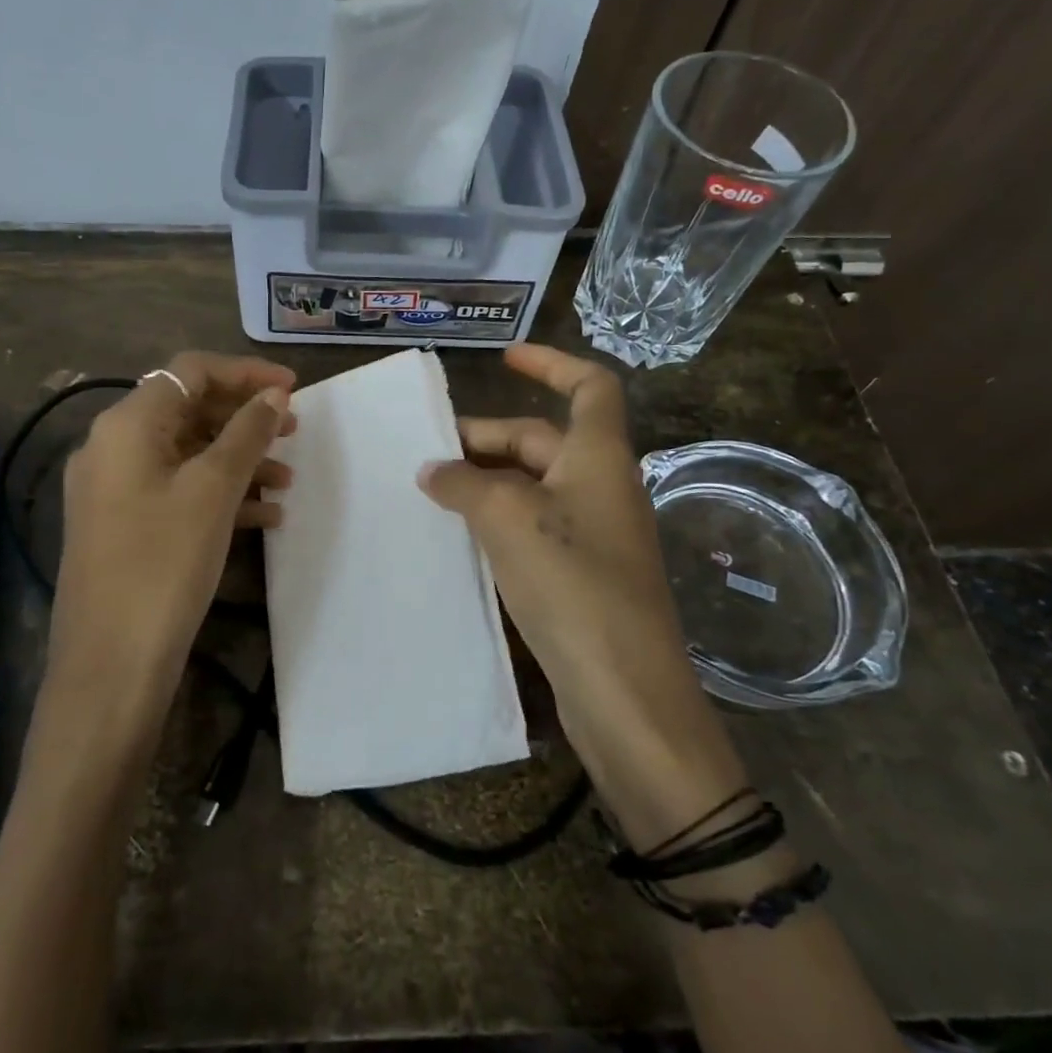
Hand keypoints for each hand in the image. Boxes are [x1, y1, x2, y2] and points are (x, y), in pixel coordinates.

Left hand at [49, 352, 294, 720]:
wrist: (110, 665)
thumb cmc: (163, 563)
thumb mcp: (213, 491)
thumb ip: (246, 434)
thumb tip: (274, 395)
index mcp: (126, 425)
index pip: (189, 372)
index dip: (245, 374)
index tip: (293, 390)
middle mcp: (112, 447)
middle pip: (188, 411)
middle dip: (244, 419)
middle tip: (293, 432)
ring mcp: (114, 489)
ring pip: (187, 454)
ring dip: (238, 461)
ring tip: (287, 482)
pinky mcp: (124, 526)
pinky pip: (177, 491)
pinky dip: (219, 495)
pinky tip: (264, 518)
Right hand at [416, 344, 747, 848]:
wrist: (624, 693)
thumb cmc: (573, 584)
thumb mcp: (508, 519)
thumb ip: (464, 485)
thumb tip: (433, 471)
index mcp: (599, 458)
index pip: (590, 386)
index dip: (551, 363)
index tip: (504, 359)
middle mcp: (599, 487)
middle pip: (542, 439)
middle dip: (485, 439)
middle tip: (426, 452)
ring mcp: (592, 534)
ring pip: (531, 486)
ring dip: (484, 482)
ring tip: (429, 491)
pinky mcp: (579, 576)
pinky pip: (531, 527)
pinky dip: (494, 521)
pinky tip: (457, 536)